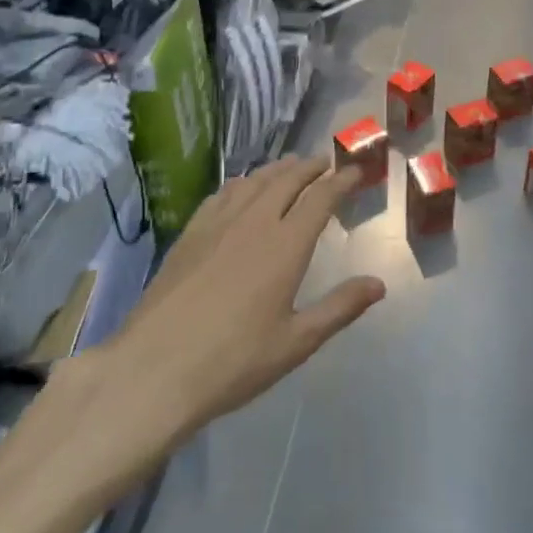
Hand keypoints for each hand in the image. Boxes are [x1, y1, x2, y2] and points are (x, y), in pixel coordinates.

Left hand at [107, 156, 384, 435]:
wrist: (154, 369)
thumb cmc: (233, 361)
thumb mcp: (296, 342)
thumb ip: (339, 308)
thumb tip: (379, 284)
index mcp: (286, 245)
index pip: (320, 198)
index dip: (341, 181)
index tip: (356, 172)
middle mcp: (254, 222)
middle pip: (287, 179)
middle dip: (310, 167)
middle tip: (325, 163)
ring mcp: (218, 224)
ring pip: (254, 181)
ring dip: (277, 169)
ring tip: (290, 167)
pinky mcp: (190, 234)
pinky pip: (222, 194)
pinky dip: (242, 182)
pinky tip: (241, 188)